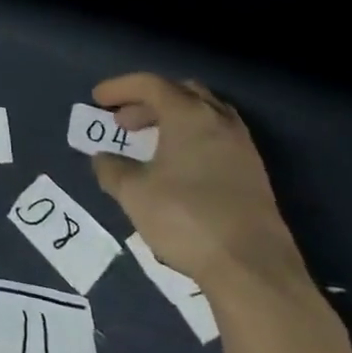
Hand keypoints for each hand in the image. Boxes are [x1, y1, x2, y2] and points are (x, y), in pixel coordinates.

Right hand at [89, 73, 304, 290]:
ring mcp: (242, 147)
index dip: (120, 88)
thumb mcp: (133, 192)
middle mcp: (219, 121)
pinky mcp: (254, 174)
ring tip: (149, 143)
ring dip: (172, 120)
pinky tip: (177, 167)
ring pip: (203, 115)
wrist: (252, 268)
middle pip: (180, 92)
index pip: (150, 84)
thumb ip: (111, 168)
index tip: (97, 100)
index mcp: (189, 115)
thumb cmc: (186, 218)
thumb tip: (103, 158)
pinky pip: (216, 138)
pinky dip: (191, 139)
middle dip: (147, 101)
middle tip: (124, 122)